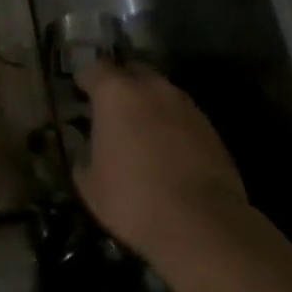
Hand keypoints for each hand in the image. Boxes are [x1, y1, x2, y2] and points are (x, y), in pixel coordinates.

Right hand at [75, 60, 249, 257]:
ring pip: (161, 92)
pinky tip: (165, 150)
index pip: (95, 68)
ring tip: (139, 130)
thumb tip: (88, 148)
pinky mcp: (211, 128)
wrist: (200, 223)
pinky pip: (181, 115)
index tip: (80, 93)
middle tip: (110, 108)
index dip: (85, 80)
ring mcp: (186, 106)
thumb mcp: (89, 183)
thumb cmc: (132, 198)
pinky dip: (170, 124)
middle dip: (120, 84)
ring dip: (148, 104)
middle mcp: (153, 88)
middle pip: (132, 71)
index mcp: (116, 94)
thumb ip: (84, 155)